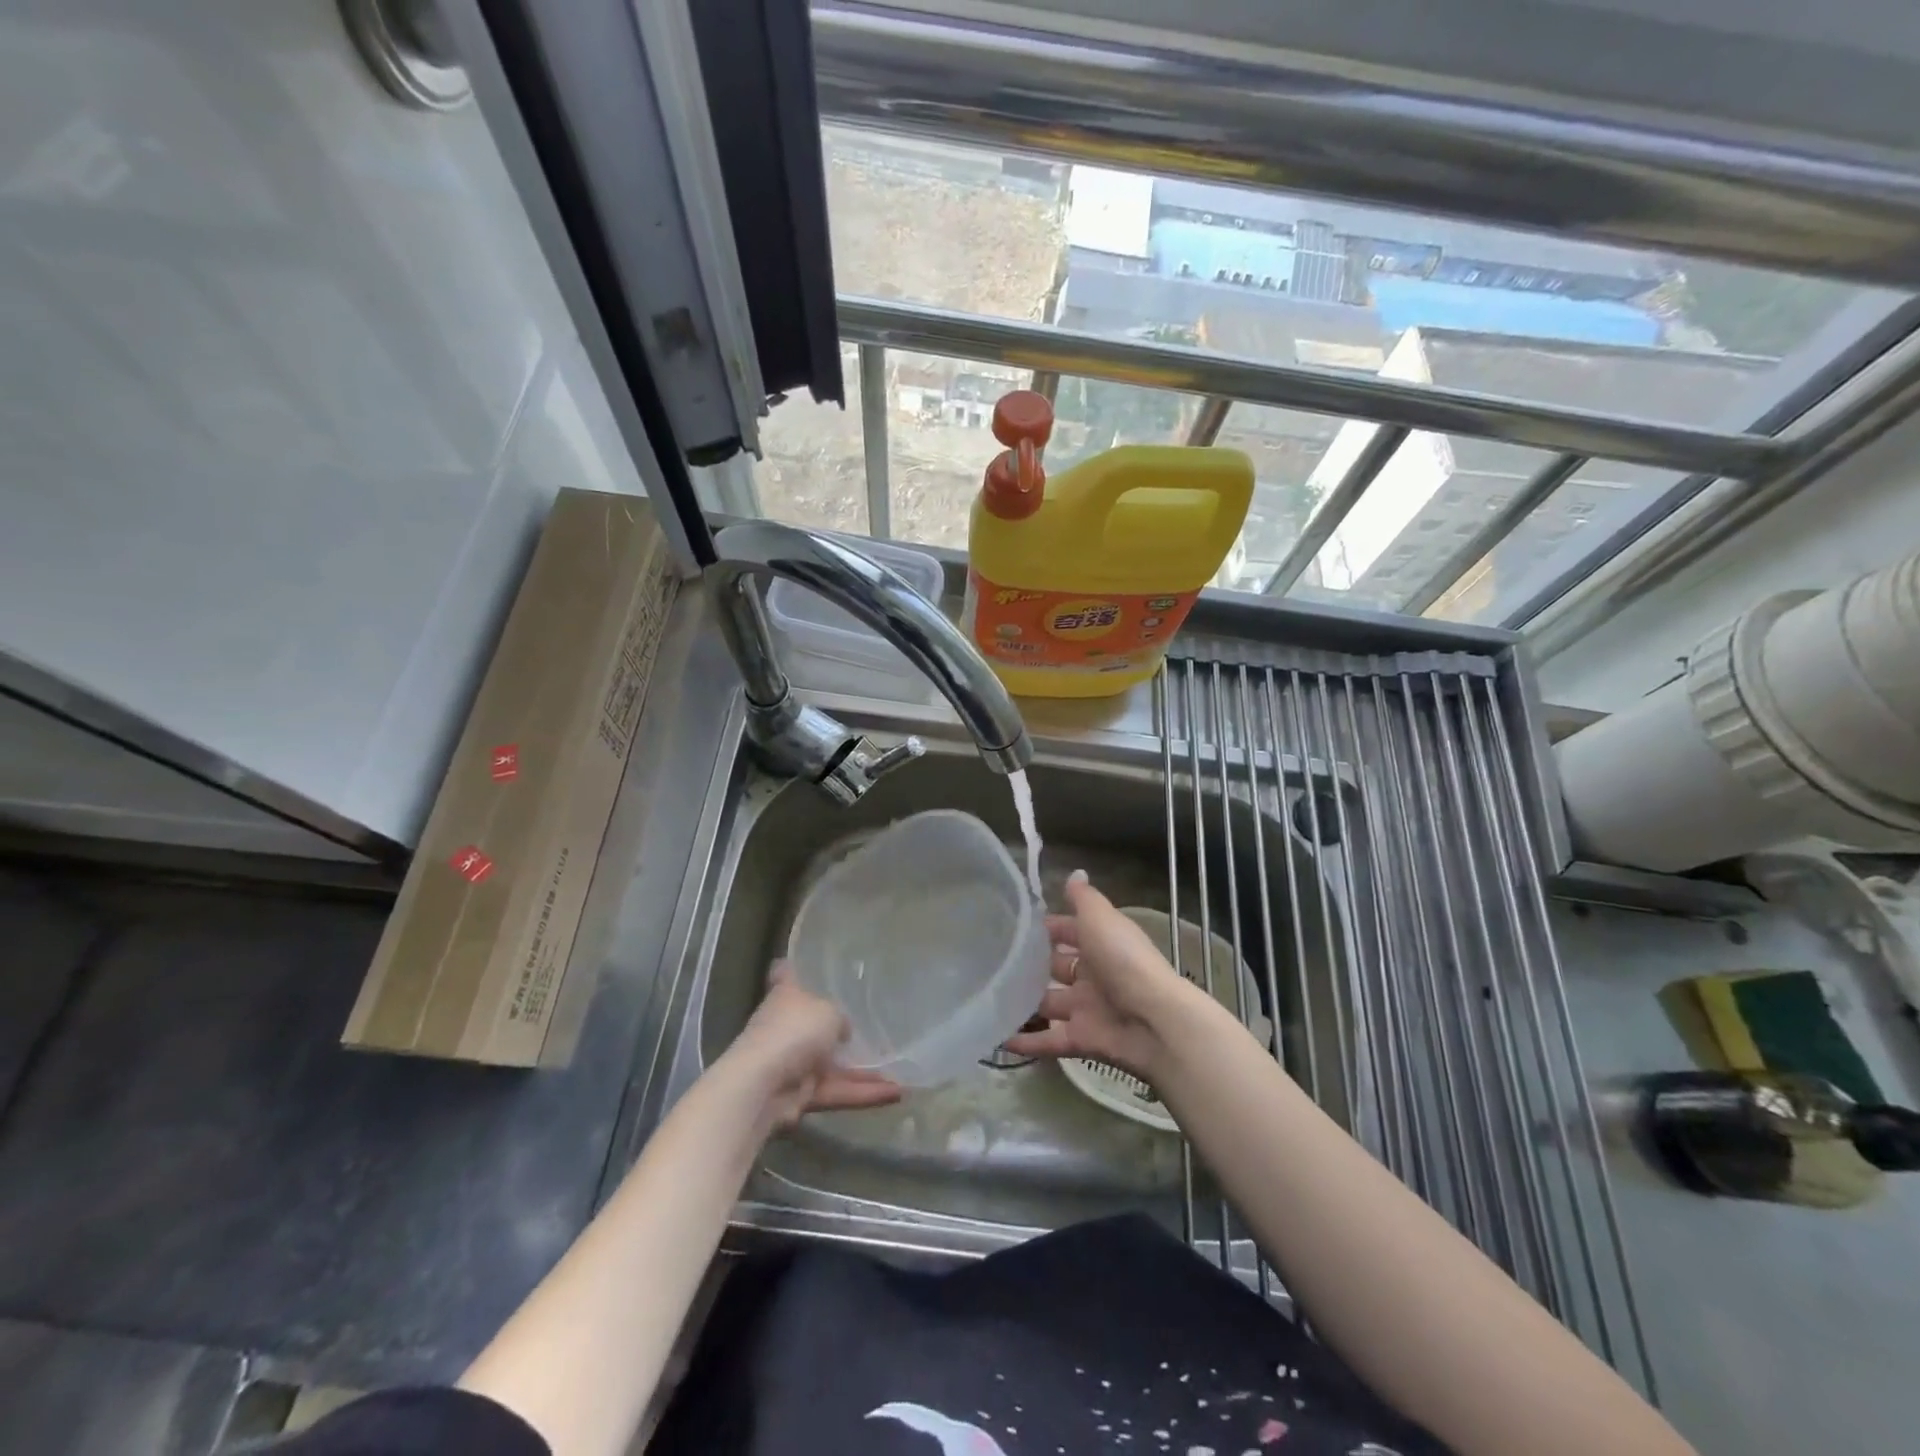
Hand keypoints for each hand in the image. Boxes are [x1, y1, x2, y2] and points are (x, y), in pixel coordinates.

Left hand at [724, 963, 903, 1126]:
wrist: (763, 1085)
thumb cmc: (794, 1030)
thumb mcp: (829, 1011)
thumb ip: (840, 1019)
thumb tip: (843, 1032)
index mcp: (787, 996)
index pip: (786, 974)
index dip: (792, 968)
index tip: (800, 962)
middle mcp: (788, 1026)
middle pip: (815, 1025)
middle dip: (841, 1031)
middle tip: (878, 1030)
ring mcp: (794, 1062)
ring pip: (834, 1066)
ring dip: (865, 1073)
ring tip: (903, 1076)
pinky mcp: (801, 1095)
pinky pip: (837, 1091)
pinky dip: (862, 1093)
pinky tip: (895, 1094)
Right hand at [1004, 871, 1199, 1078]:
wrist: (1153, 1020)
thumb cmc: (1123, 960)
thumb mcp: (1101, 919)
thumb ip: (1083, 898)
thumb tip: (1074, 873)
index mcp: (1100, 943)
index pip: (1067, 932)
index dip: (1045, 928)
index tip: (1010, 925)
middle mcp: (1092, 975)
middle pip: (1056, 968)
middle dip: (1030, 966)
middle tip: (990, 963)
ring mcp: (1086, 1009)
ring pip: (1048, 1004)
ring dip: (1023, 1004)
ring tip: (985, 998)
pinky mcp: (1080, 1040)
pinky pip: (1048, 1040)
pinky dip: (1025, 1042)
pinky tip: (997, 1038)